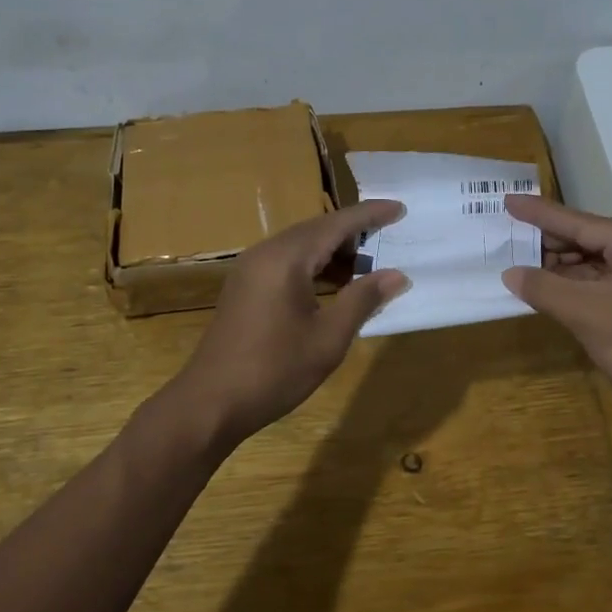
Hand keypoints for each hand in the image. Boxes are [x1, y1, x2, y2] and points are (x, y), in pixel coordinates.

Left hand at [169, 200, 409, 445]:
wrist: (211, 403)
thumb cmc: (275, 370)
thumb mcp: (329, 338)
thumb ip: (363, 299)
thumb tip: (397, 275)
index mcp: (286, 258)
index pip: (336, 224)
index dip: (370, 215)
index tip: (400, 208)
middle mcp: (265, 253)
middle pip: (317, 229)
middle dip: (353, 233)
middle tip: (389, 239)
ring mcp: (250, 270)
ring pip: (301, 246)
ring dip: (334, 252)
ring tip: (367, 269)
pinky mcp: (245, 288)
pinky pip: (286, 262)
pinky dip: (314, 267)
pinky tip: (334, 288)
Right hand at [501, 195, 611, 443]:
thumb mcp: (588, 314)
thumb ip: (544, 288)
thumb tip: (510, 273)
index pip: (584, 223)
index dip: (541, 214)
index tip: (509, 200)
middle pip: (592, 242)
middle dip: (551, 245)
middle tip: (507, 240)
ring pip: (599, 267)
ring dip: (562, 270)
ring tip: (520, 265)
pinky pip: (608, 288)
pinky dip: (579, 290)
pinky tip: (549, 290)